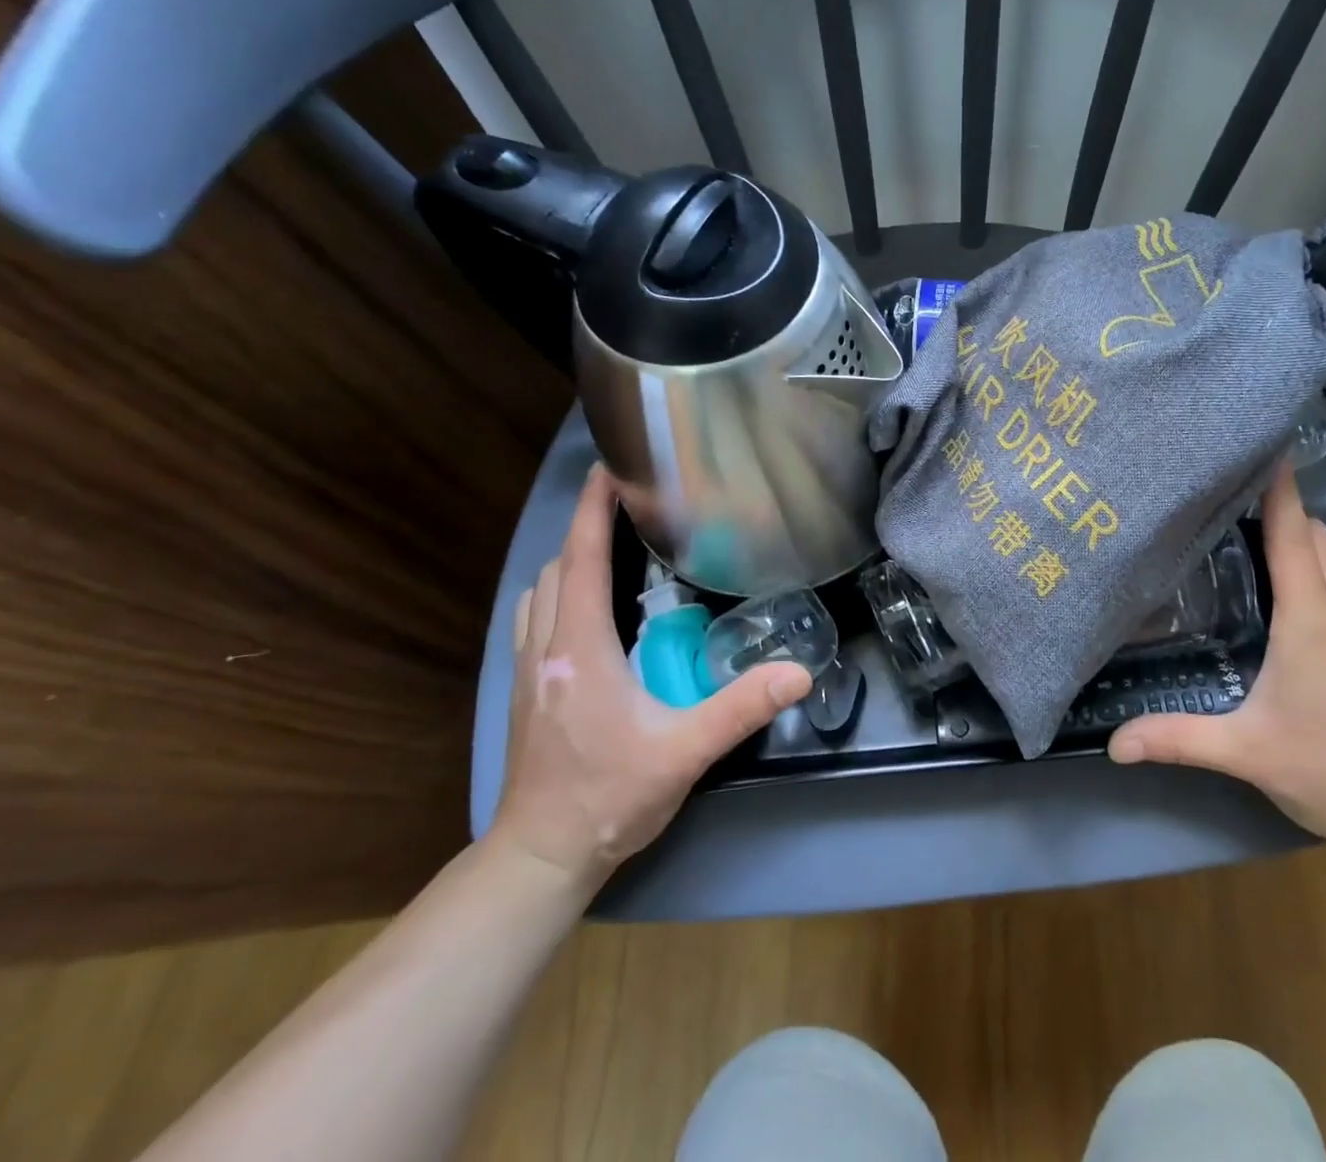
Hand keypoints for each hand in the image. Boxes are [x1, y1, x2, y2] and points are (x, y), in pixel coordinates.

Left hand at [491, 465, 812, 888]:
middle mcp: (547, 649)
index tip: (609, 469)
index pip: (581, 561)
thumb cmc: (609, 798)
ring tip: (610, 550)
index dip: (592, 510)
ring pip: (539, 594)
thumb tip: (798, 672)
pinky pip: (535, 620)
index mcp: (581, 650)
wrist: (540, 857)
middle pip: (557, 569)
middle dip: (586, 529)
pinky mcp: (526, 692)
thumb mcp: (684, 752)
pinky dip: (557, 595)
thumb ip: (741, 708)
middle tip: (629, 509)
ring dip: (569, 562)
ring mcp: (529, 671)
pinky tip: (587, 611)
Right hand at [1109, 462, 1325, 845]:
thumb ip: (1177, 739)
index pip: (1294, 537)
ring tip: (1268, 537)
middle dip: (1286, 509)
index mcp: (1310, 619)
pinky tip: (1304, 587)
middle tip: (1236, 501)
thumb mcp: (1245, 753)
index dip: (1280, 491)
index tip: (1265, 450)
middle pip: (1320, 535)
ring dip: (1312, 536)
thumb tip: (1114, 742)